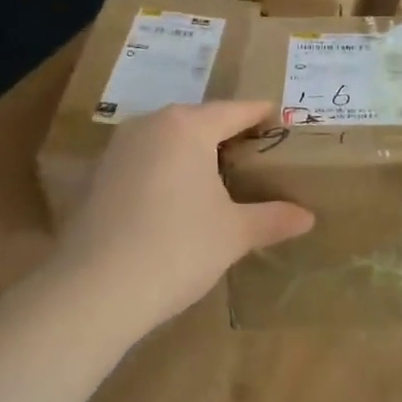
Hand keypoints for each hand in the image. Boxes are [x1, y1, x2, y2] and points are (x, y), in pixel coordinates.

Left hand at [53, 101, 312, 338]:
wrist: (93, 291)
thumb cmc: (177, 247)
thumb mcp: (233, 233)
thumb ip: (272, 218)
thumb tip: (308, 217)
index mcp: (187, 126)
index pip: (236, 110)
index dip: (263, 115)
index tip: (283, 121)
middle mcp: (151, 125)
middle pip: (200, 120)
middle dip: (230, 134)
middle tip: (259, 154)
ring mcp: (119, 149)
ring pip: (170, 139)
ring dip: (196, 152)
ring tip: (223, 175)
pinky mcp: (99, 176)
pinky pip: (147, 160)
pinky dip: (169, 169)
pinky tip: (180, 198)